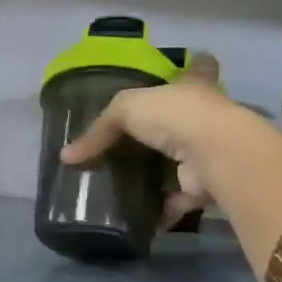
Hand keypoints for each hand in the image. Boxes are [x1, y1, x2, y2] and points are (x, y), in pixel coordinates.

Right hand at [62, 81, 281, 257]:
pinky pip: (179, 199)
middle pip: (184, 118)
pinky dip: (161, 210)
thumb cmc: (175, 116)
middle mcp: (205, 116)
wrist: (214, 154)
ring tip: (127, 184)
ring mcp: (208, 152)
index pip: (197, 68)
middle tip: (130, 142)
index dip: (192, 66)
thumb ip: (98, 130)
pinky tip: (139, 218)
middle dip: (164, 129)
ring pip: (180, 161)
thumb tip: (67, 157)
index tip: (189, 63)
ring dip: (160, 174)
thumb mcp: (126, 109)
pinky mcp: (206, 185)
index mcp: (193, 86)